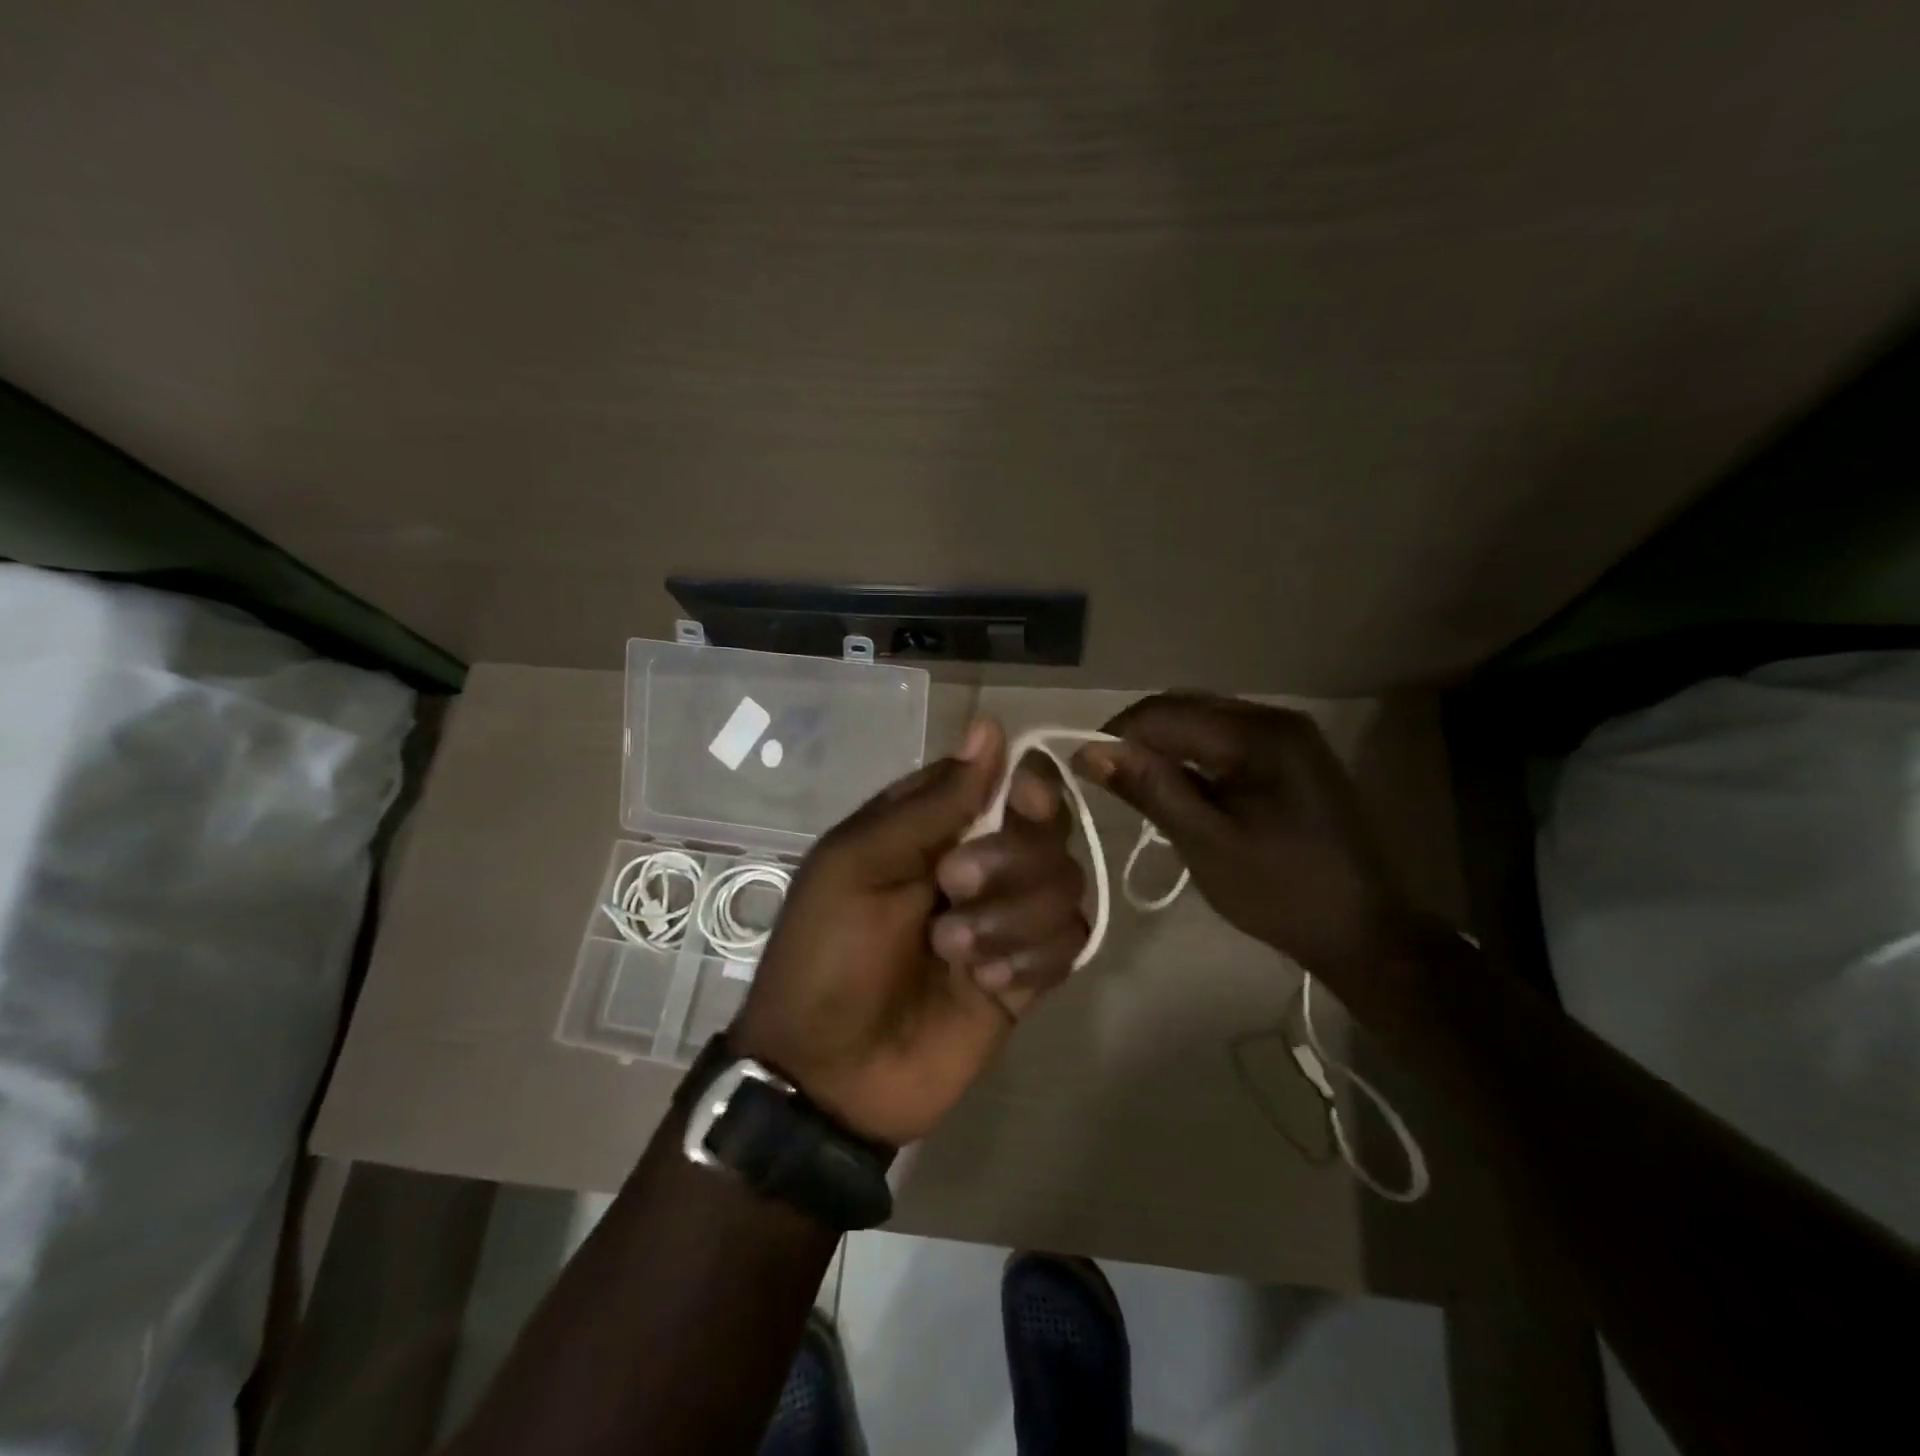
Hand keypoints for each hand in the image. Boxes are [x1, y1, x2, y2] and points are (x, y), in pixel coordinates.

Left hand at [732, 719, 1088, 1146]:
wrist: (828, 1077)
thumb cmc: (827, 955)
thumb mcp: (859, 865)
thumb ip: (932, 803)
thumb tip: (991, 726)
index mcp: (932, 826)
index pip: (1006, 778)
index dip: (1025, 785)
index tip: (1022, 800)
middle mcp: (978, 862)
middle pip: (1047, 829)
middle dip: (1009, 860)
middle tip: (951, 888)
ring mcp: (1005, 919)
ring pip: (1066, 884)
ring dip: (1013, 919)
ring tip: (954, 955)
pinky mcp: (1026, 974)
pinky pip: (1071, 943)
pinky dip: (1031, 959)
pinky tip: (986, 987)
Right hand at [1075, 692, 1410, 983]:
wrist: (1366, 931)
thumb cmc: (1282, 891)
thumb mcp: (1206, 842)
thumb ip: (1150, 788)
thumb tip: (1088, 750)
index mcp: (1258, 735)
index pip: (1165, 712)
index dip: (1117, 733)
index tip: (1083, 768)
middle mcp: (1275, 719)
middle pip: (1185, 708)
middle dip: (1140, 737)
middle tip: (1108, 780)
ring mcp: (1289, 736)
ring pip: (1204, 721)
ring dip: (1165, 746)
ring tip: (1137, 785)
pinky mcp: (1292, 757)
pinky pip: (1226, 740)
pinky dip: (1194, 756)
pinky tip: (1180, 787)